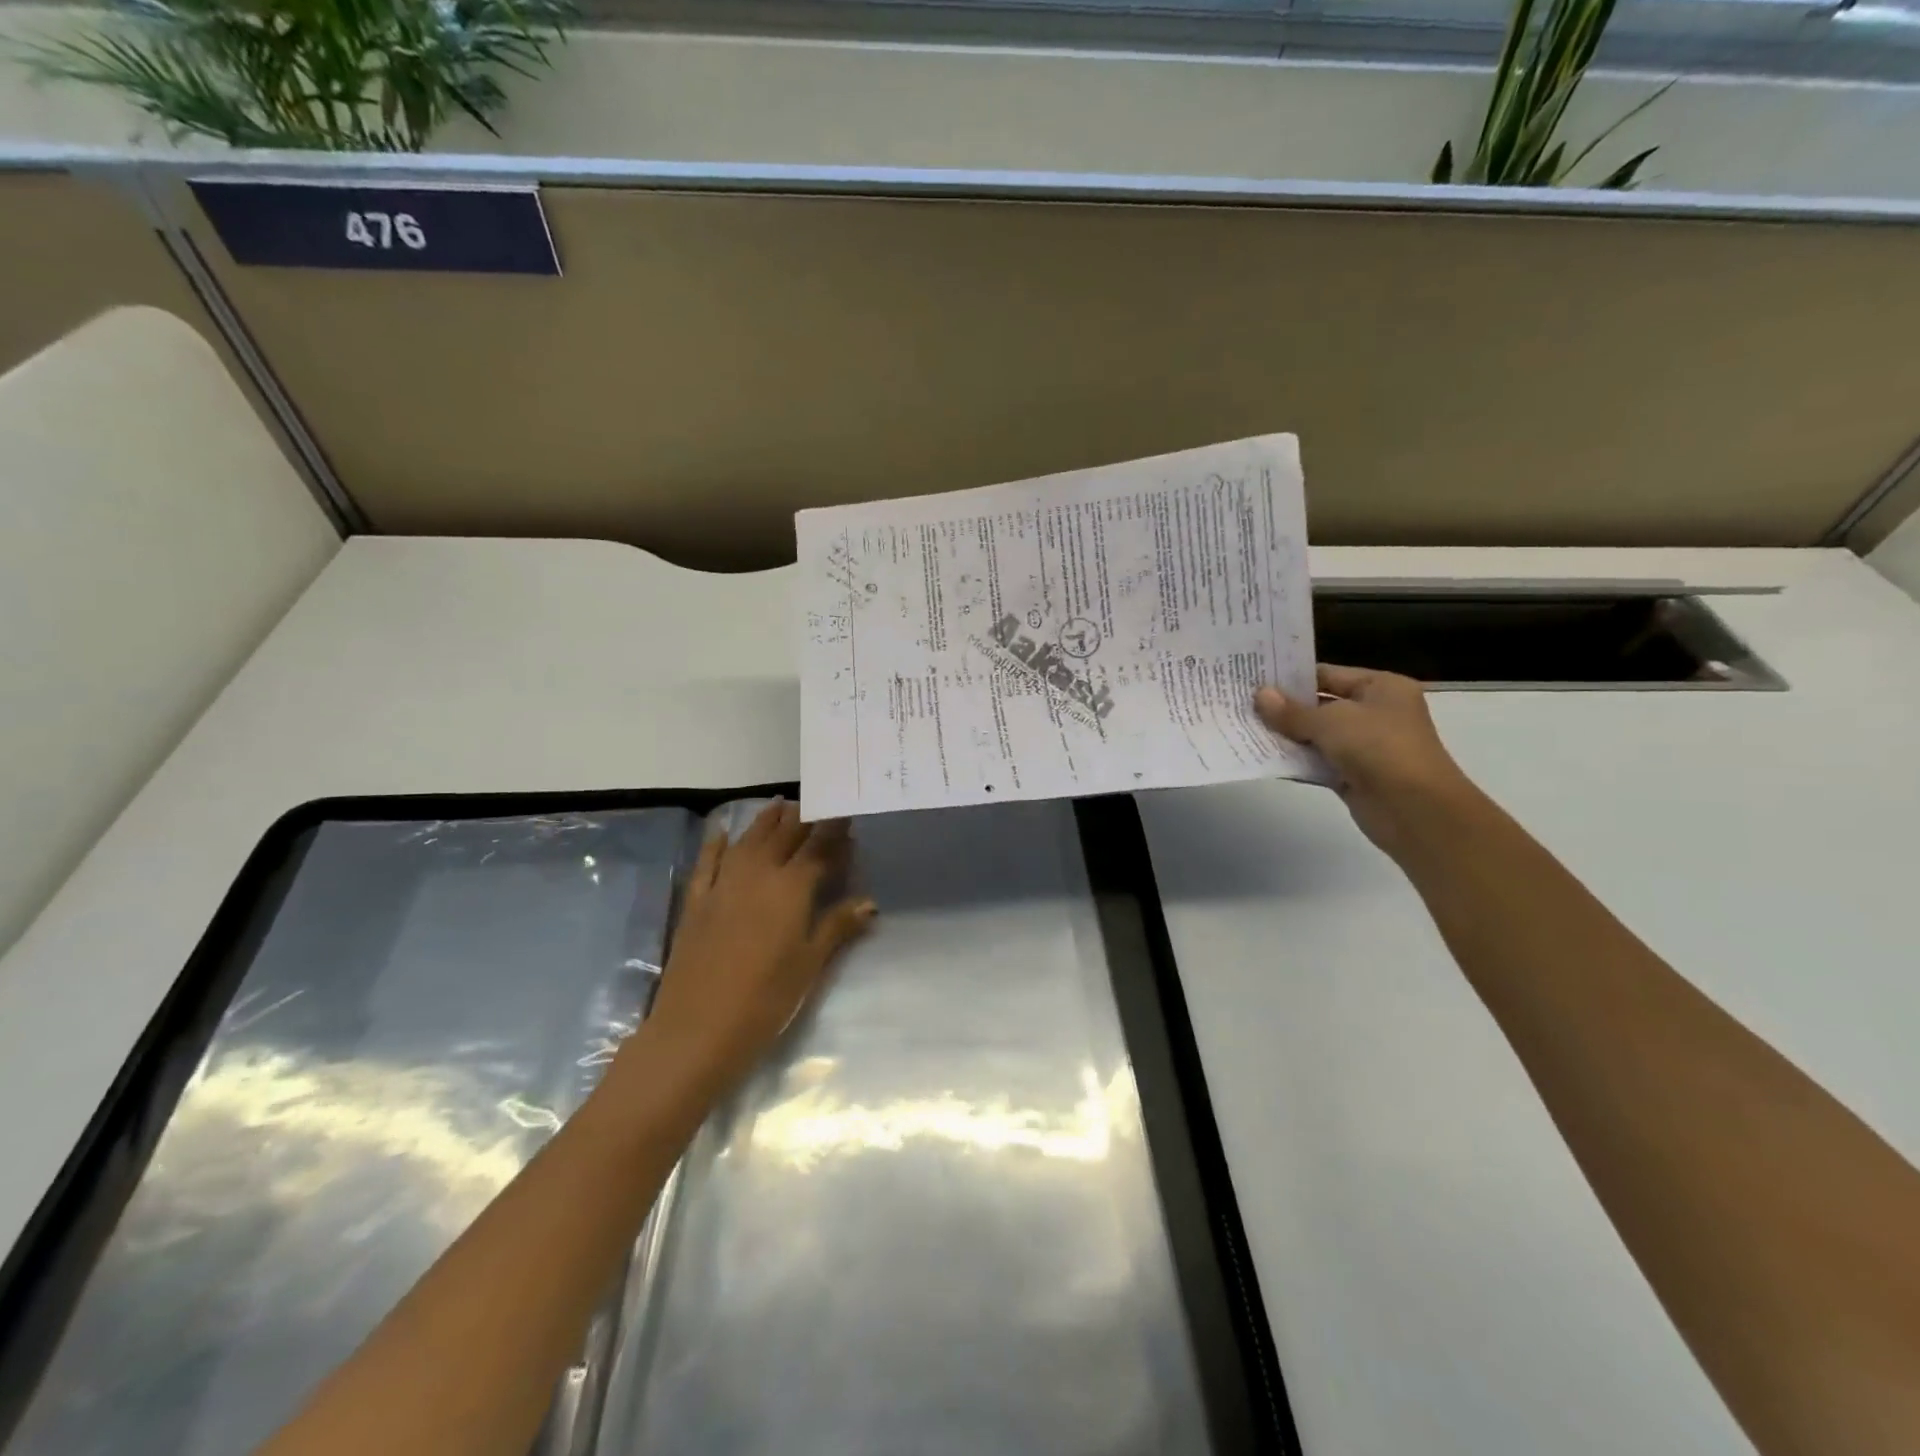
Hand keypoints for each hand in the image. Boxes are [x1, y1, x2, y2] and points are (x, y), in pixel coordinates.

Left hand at [635, 799, 874, 1105]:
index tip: (846, 812)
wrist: (697, 1029)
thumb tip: (870, 901)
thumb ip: (838, 926)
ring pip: (748, 840)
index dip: (834, 829)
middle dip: (803, 817)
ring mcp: (722, 885)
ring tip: (781, 804)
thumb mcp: (810, 964)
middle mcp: (757, 874)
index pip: (818, 847)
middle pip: (783, 835)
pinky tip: (722, 831)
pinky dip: (716, 844)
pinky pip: (707, 862)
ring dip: (766, 821)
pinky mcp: (696, 902)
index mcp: (791, 888)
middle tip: (817, 803)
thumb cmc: (766, 1000)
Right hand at [1256, 665, 1480, 858]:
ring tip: (1245, 728)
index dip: (1291, 677)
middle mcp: (1375, 712)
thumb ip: (1291, 712)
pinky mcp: (1353, 775)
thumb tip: (1259, 696)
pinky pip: (1318, 762)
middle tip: (1242, 703)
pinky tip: (1263, 758)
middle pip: (1320, 704)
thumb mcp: (1330, 722)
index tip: (1254, 678)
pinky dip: (1295, 761)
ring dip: (1286, 735)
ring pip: (1316, 735)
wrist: (1414, 809)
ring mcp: (1365, 746)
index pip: (1328, 674)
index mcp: (1381, 687)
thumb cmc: (1378, 748)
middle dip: (1284, 707)